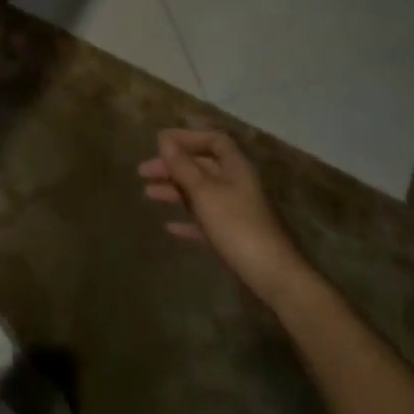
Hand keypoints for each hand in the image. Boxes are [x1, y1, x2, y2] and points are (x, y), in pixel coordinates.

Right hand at [140, 129, 307, 296]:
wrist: (269, 275)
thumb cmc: (236, 225)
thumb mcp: (204, 192)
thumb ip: (183, 165)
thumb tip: (163, 139)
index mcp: (235, 168)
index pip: (214, 140)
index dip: (187, 138)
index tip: (160, 143)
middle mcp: (236, 184)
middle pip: (202, 166)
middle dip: (172, 166)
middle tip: (143, 172)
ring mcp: (235, 210)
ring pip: (200, 192)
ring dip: (174, 190)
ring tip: (147, 194)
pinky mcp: (232, 235)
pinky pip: (204, 219)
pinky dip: (186, 219)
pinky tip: (169, 226)